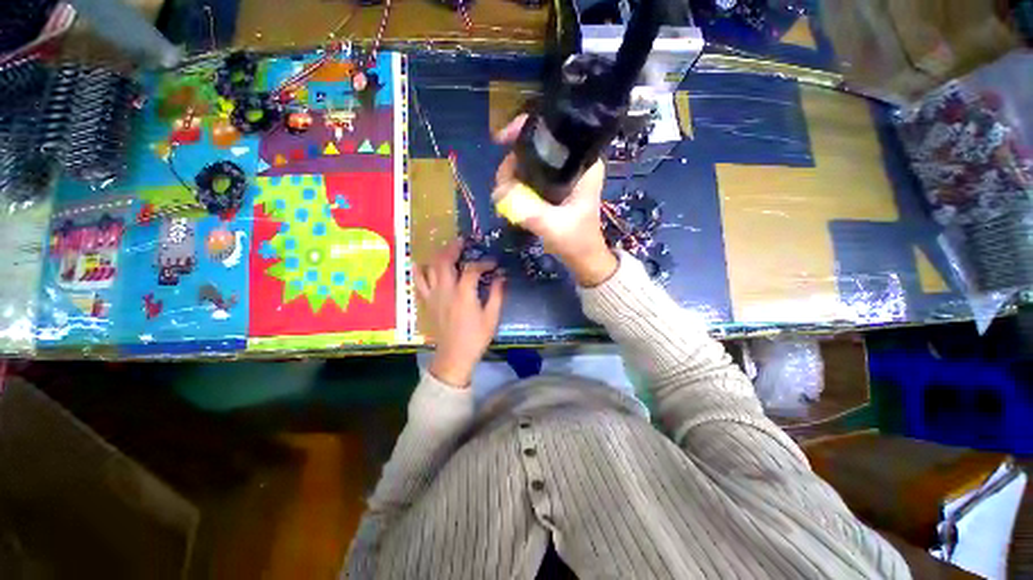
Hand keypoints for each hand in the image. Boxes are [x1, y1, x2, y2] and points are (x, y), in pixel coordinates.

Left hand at [415, 239, 504, 387]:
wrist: (454, 356)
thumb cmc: (476, 337)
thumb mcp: (492, 317)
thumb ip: (497, 294)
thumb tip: (502, 276)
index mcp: (464, 294)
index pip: (472, 269)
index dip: (484, 263)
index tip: (494, 264)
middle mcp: (446, 290)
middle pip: (444, 261)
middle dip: (454, 248)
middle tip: (463, 242)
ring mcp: (433, 295)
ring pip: (430, 267)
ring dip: (438, 255)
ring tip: (447, 250)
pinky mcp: (427, 302)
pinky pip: (419, 282)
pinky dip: (419, 270)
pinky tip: (423, 263)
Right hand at [492, 115, 617, 286]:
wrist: (584, 259)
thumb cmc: (577, 241)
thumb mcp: (554, 227)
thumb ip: (529, 210)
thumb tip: (498, 193)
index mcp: (584, 164)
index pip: (555, 132)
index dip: (526, 129)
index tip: (501, 140)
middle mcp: (574, 163)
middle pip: (536, 147)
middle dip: (513, 162)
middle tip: (501, 187)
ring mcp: (563, 176)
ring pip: (529, 163)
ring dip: (511, 176)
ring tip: (503, 197)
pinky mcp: (554, 188)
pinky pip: (530, 177)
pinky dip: (517, 185)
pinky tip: (508, 198)